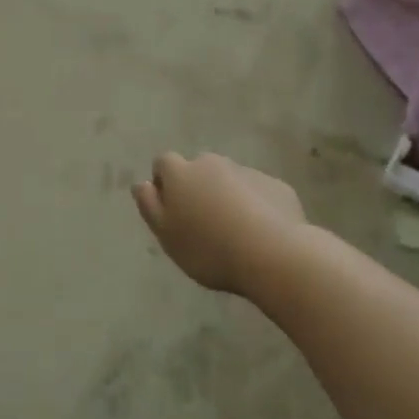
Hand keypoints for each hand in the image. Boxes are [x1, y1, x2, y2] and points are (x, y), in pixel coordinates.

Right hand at [131, 152, 307, 294]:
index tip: (172, 211)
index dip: (164, 183)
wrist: (275, 255)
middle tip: (203, 224)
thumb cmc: (209, 248)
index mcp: (181, 172)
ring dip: (227, 196)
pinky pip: (258, 192)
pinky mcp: (276, 186)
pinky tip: (261, 234)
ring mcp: (247, 172)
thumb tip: (141, 184)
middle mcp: (212, 163)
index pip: (163, 163)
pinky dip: (256, 206)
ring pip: (229, 180)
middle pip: (198, 169)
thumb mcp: (166, 235)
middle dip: (198, 188)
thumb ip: (149, 205)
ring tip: (235, 233)